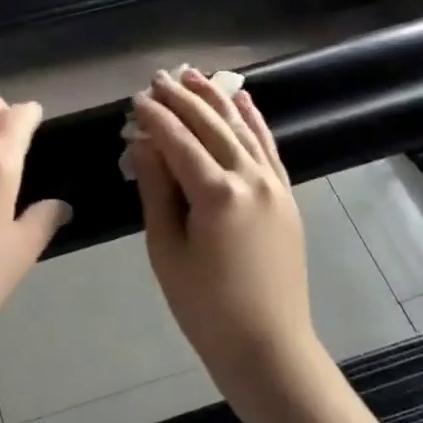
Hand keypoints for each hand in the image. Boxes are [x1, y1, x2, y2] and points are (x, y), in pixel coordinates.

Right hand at [131, 68, 319, 382]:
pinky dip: (254, 121)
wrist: (268, 348)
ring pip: (241, 128)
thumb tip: (143, 143)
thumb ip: (156, 189)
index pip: (178, 140)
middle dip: (182, 98)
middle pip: (211, 125)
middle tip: (158, 78)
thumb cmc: (205, 306)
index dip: (154, 117)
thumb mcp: (166, 249)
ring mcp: (274, 185)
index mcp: (216, 193)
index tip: (135, 99)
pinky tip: (243, 100)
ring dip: (216, 99)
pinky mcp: (287, 195)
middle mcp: (250, 178)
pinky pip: (269, 147)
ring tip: (193, 75)